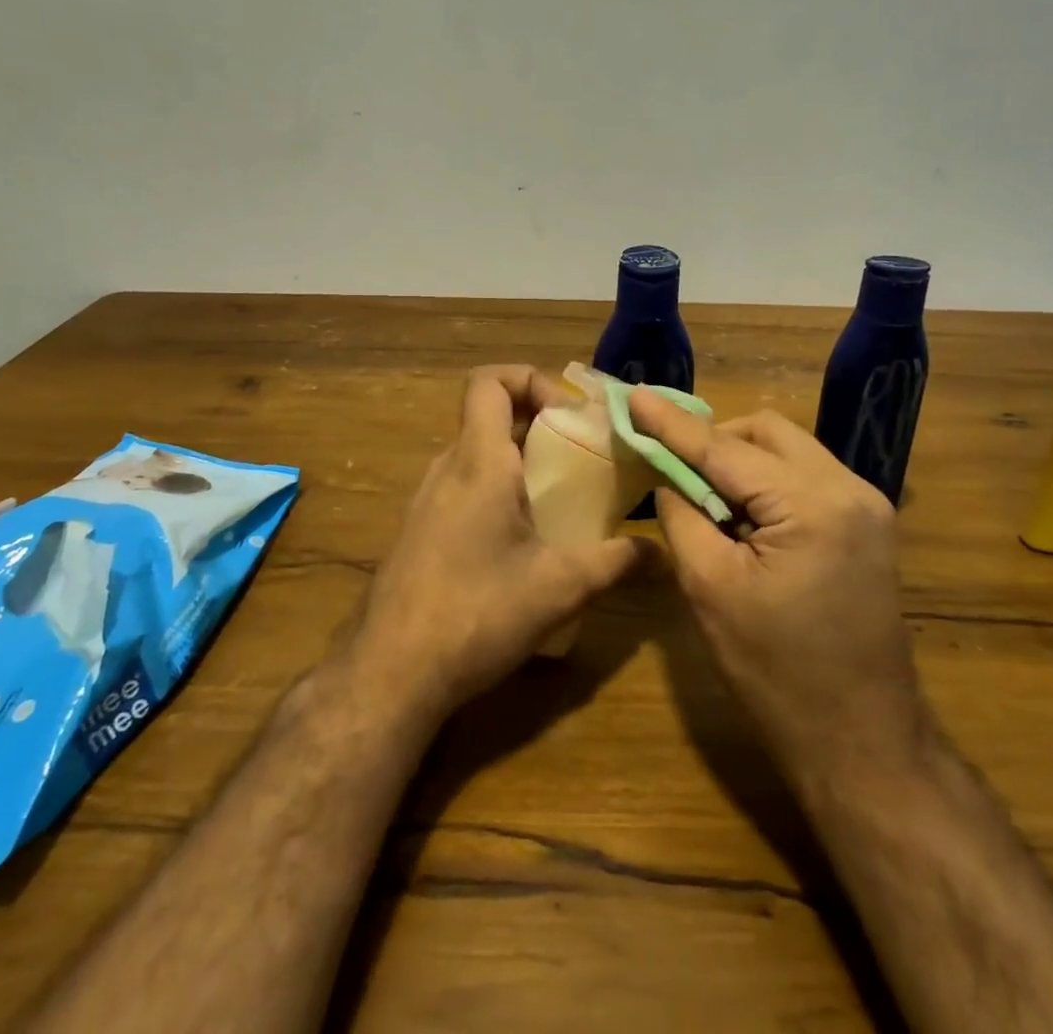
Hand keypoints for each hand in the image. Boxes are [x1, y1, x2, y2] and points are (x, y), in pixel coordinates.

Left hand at [347, 366, 640, 725]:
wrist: (390, 672)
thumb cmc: (477, 612)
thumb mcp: (560, 587)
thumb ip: (615, 562)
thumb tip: (661, 552)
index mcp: (478, 461)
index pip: (489, 381)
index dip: (529, 379)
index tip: (568, 414)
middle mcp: (448, 468)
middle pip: (489, 416)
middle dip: (540, 424)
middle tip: (583, 455)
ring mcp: (427, 500)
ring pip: (478, 455)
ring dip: (520, 461)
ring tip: (563, 496)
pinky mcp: (420, 531)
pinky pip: (464, 488)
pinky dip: (499, 491)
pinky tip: (526, 540)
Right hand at [627, 389, 932, 782]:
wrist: (862, 743)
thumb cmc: (776, 674)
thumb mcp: (710, 590)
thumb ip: (682, 516)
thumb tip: (669, 477)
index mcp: (812, 504)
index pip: (725, 449)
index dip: (673, 425)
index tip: (635, 397)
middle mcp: (849, 488)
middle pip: (767, 432)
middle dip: (715, 440)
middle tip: (673, 469)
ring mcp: (868, 505)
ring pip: (789, 450)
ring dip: (742, 462)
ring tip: (707, 501)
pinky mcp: (869, 525)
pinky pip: (806, 477)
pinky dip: (768, 483)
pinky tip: (744, 518)